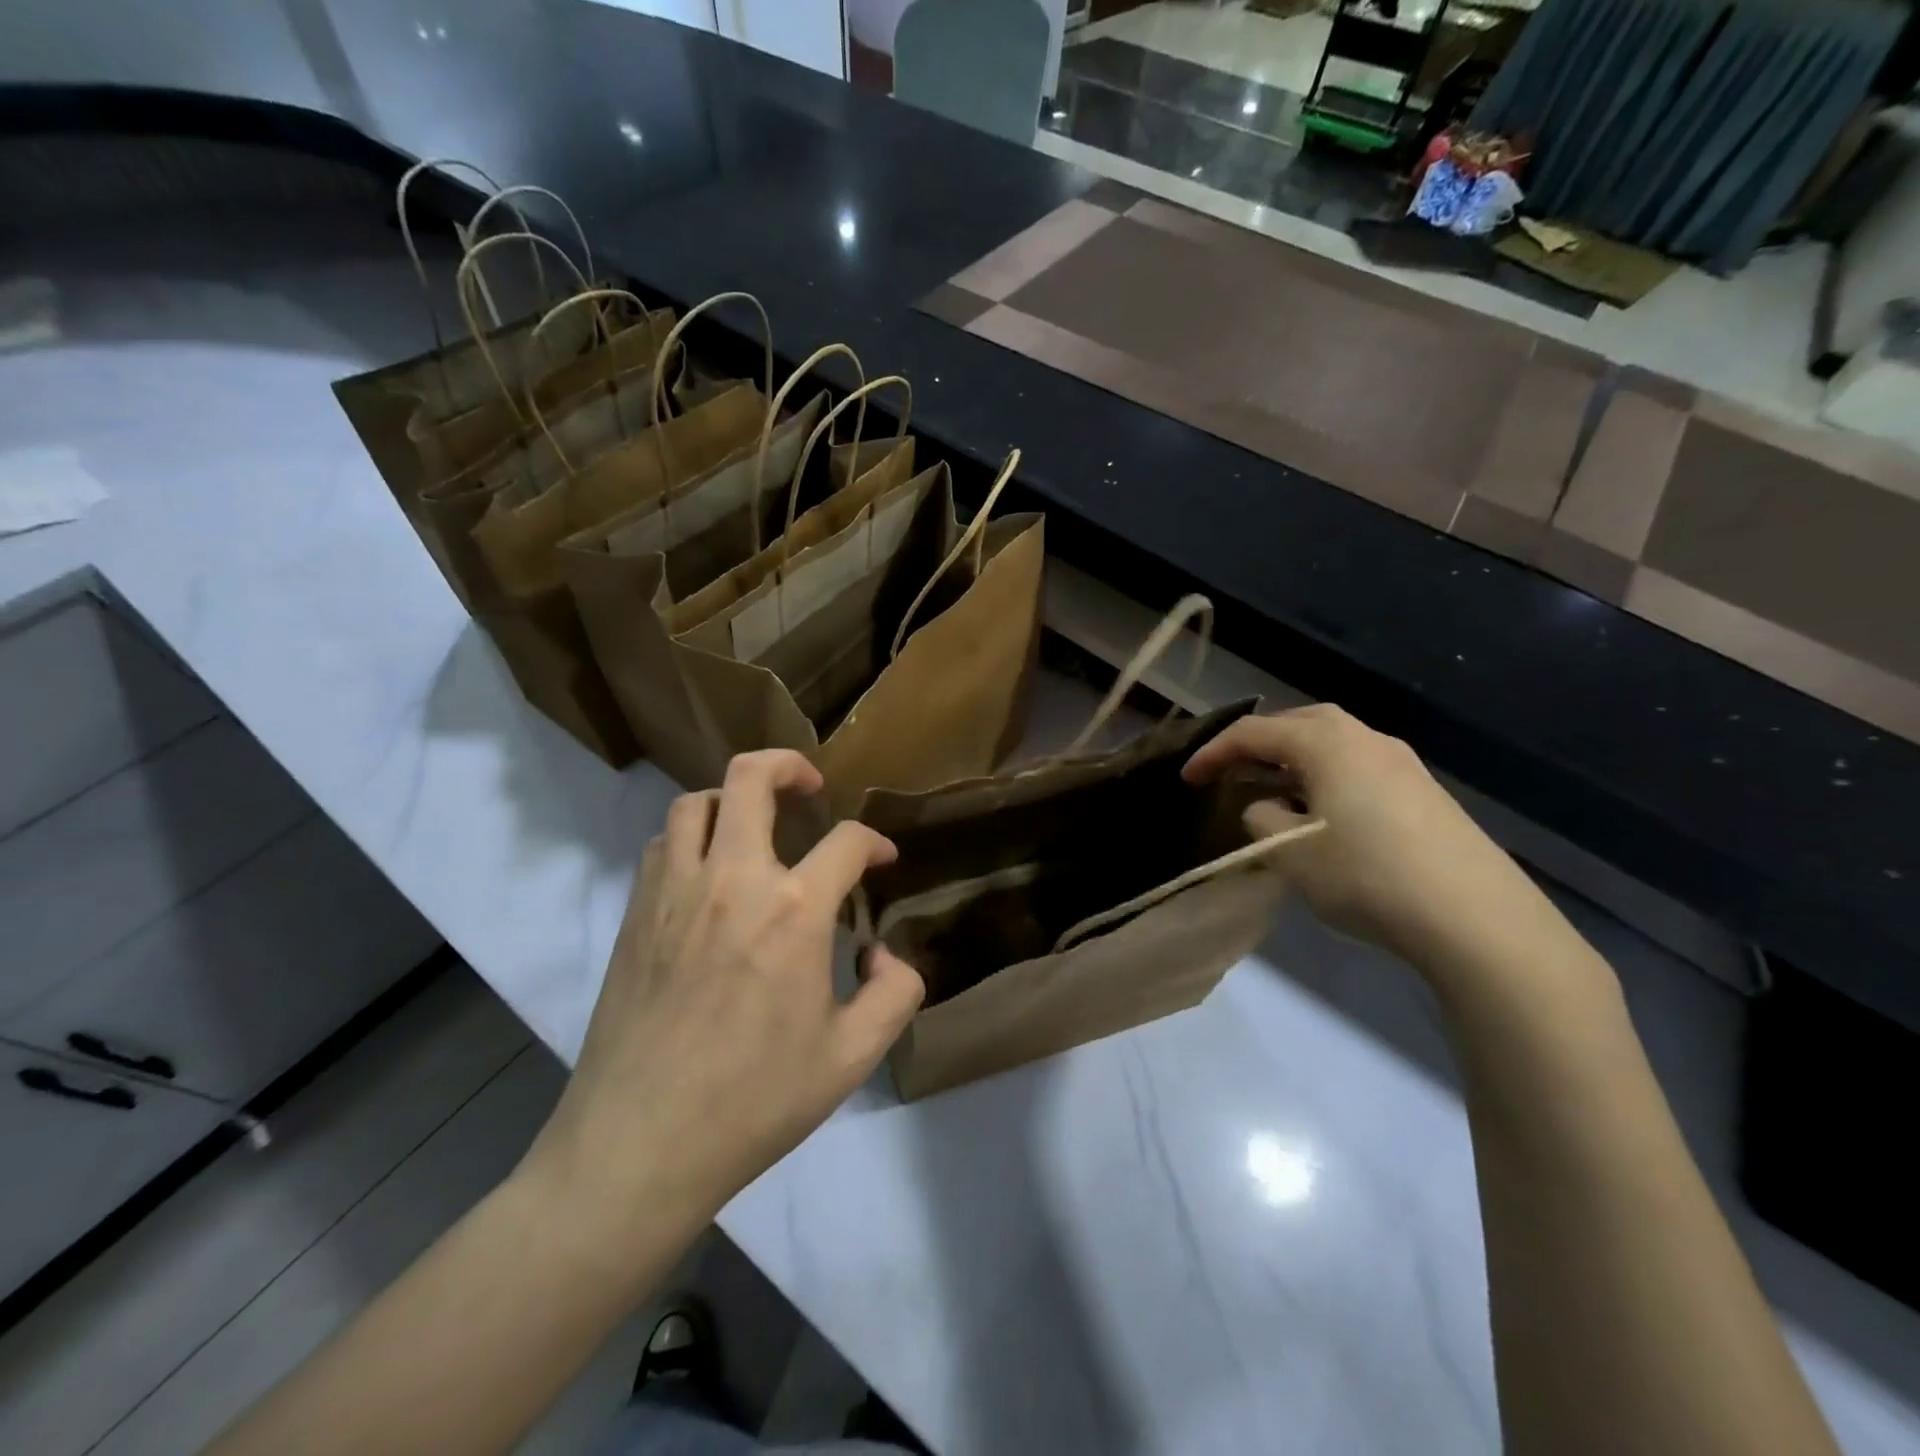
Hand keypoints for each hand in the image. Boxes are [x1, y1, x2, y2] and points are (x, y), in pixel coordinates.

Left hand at [523, 750, 924, 1252]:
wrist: (639, 1146)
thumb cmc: (754, 1102)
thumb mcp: (852, 1057)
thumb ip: (895, 993)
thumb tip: (881, 950)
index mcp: (793, 912)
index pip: (846, 842)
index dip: (874, 842)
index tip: (883, 860)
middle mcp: (732, 880)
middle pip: (752, 778)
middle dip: (789, 766)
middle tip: (811, 787)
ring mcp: (674, 891)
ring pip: (696, 802)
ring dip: (733, 799)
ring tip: (755, 825)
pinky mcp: (635, 914)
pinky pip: (662, 845)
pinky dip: (691, 837)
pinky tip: (708, 872)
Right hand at [1184, 705, 1569, 986]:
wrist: (1477, 918)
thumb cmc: (1367, 876)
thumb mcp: (1291, 854)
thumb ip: (1261, 821)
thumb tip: (1265, 808)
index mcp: (1326, 742)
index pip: (1253, 734)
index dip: (1214, 753)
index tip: (1187, 778)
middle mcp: (1365, 738)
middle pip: (1297, 724)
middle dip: (1258, 744)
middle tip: (1232, 771)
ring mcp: (1402, 762)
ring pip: (1332, 745)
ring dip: (1295, 761)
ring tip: (1274, 793)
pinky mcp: (1424, 791)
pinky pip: (1359, 767)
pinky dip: (1327, 778)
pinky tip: (1325, 815)